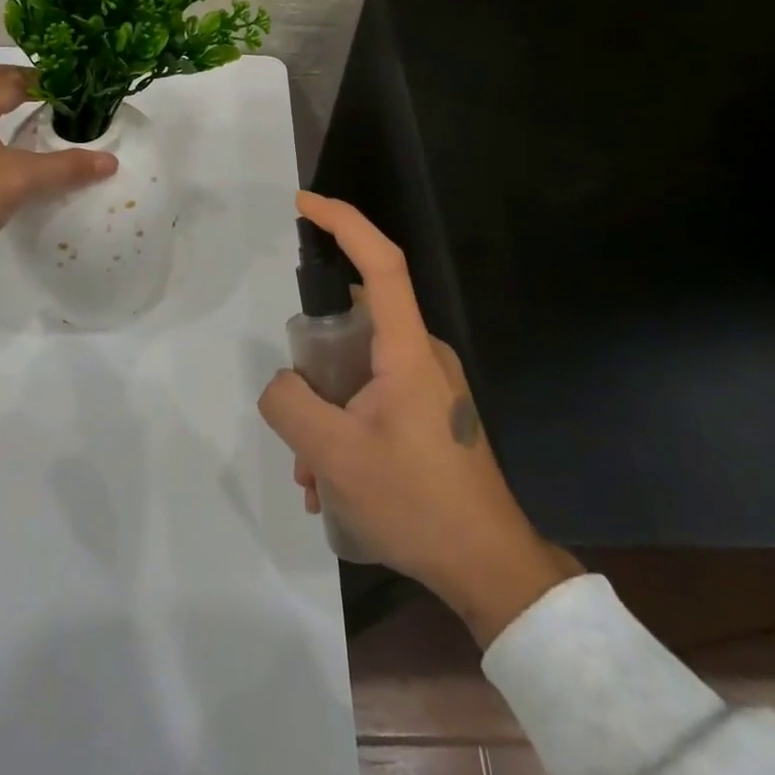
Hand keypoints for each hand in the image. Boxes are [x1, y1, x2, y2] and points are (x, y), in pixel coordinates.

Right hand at [258, 192, 578, 646]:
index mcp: (407, 350)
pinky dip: (345, 428)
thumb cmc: (417, 502)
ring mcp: (430, 386)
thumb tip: (284, 385)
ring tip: (313, 474)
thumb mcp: (334, 456)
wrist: (490, 570)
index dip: (344, 222)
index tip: (304, 204)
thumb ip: (290, 404)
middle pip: (355, 326)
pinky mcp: (431, 414)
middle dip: (314, 367)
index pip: (382, 262)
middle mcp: (423, 356)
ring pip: (358, 372)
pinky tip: (334, 485)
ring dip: (326, 411)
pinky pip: (374, 398)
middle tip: (297, 419)